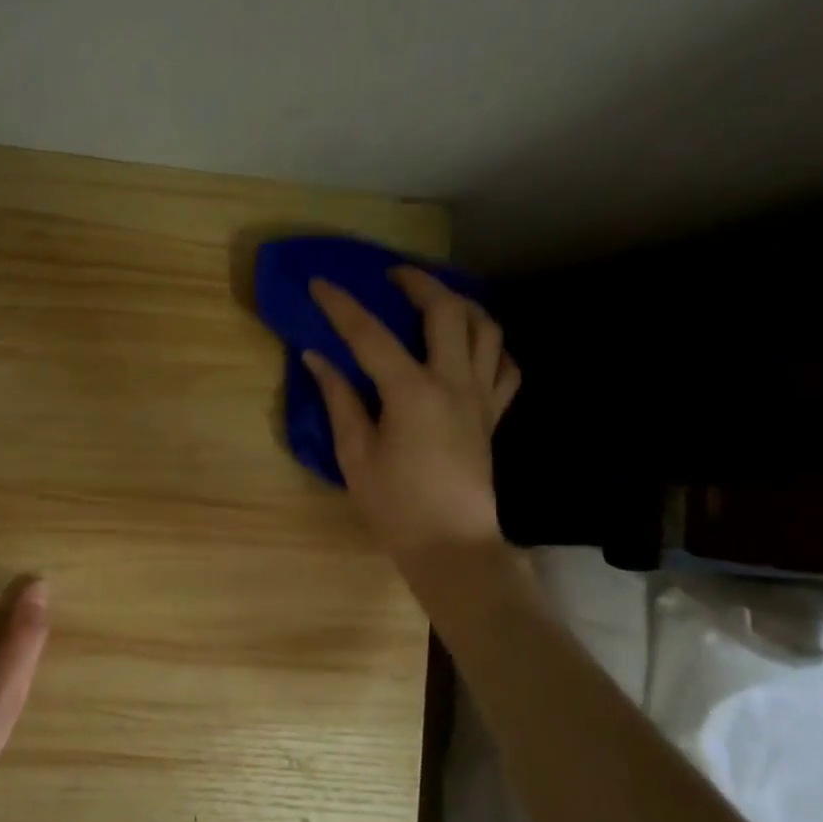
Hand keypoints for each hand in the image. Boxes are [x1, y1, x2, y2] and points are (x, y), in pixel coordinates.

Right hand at [304, 267, 520, 572]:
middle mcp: (453, 382)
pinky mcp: (495, 415)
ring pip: (486, 329)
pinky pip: (505, 366)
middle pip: (446, 311)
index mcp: (411, 392)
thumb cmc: (396, 505)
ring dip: (461, 304)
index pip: (370, 334)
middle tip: (392, 277)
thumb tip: (317, 358)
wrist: (452, 545)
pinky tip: (471, 348)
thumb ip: (339, 399)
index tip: (320, 283)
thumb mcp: (355, 454)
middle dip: (418, 282)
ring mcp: (481, 396)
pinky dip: (490, 346)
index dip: (341, 305)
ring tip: (435, 301)